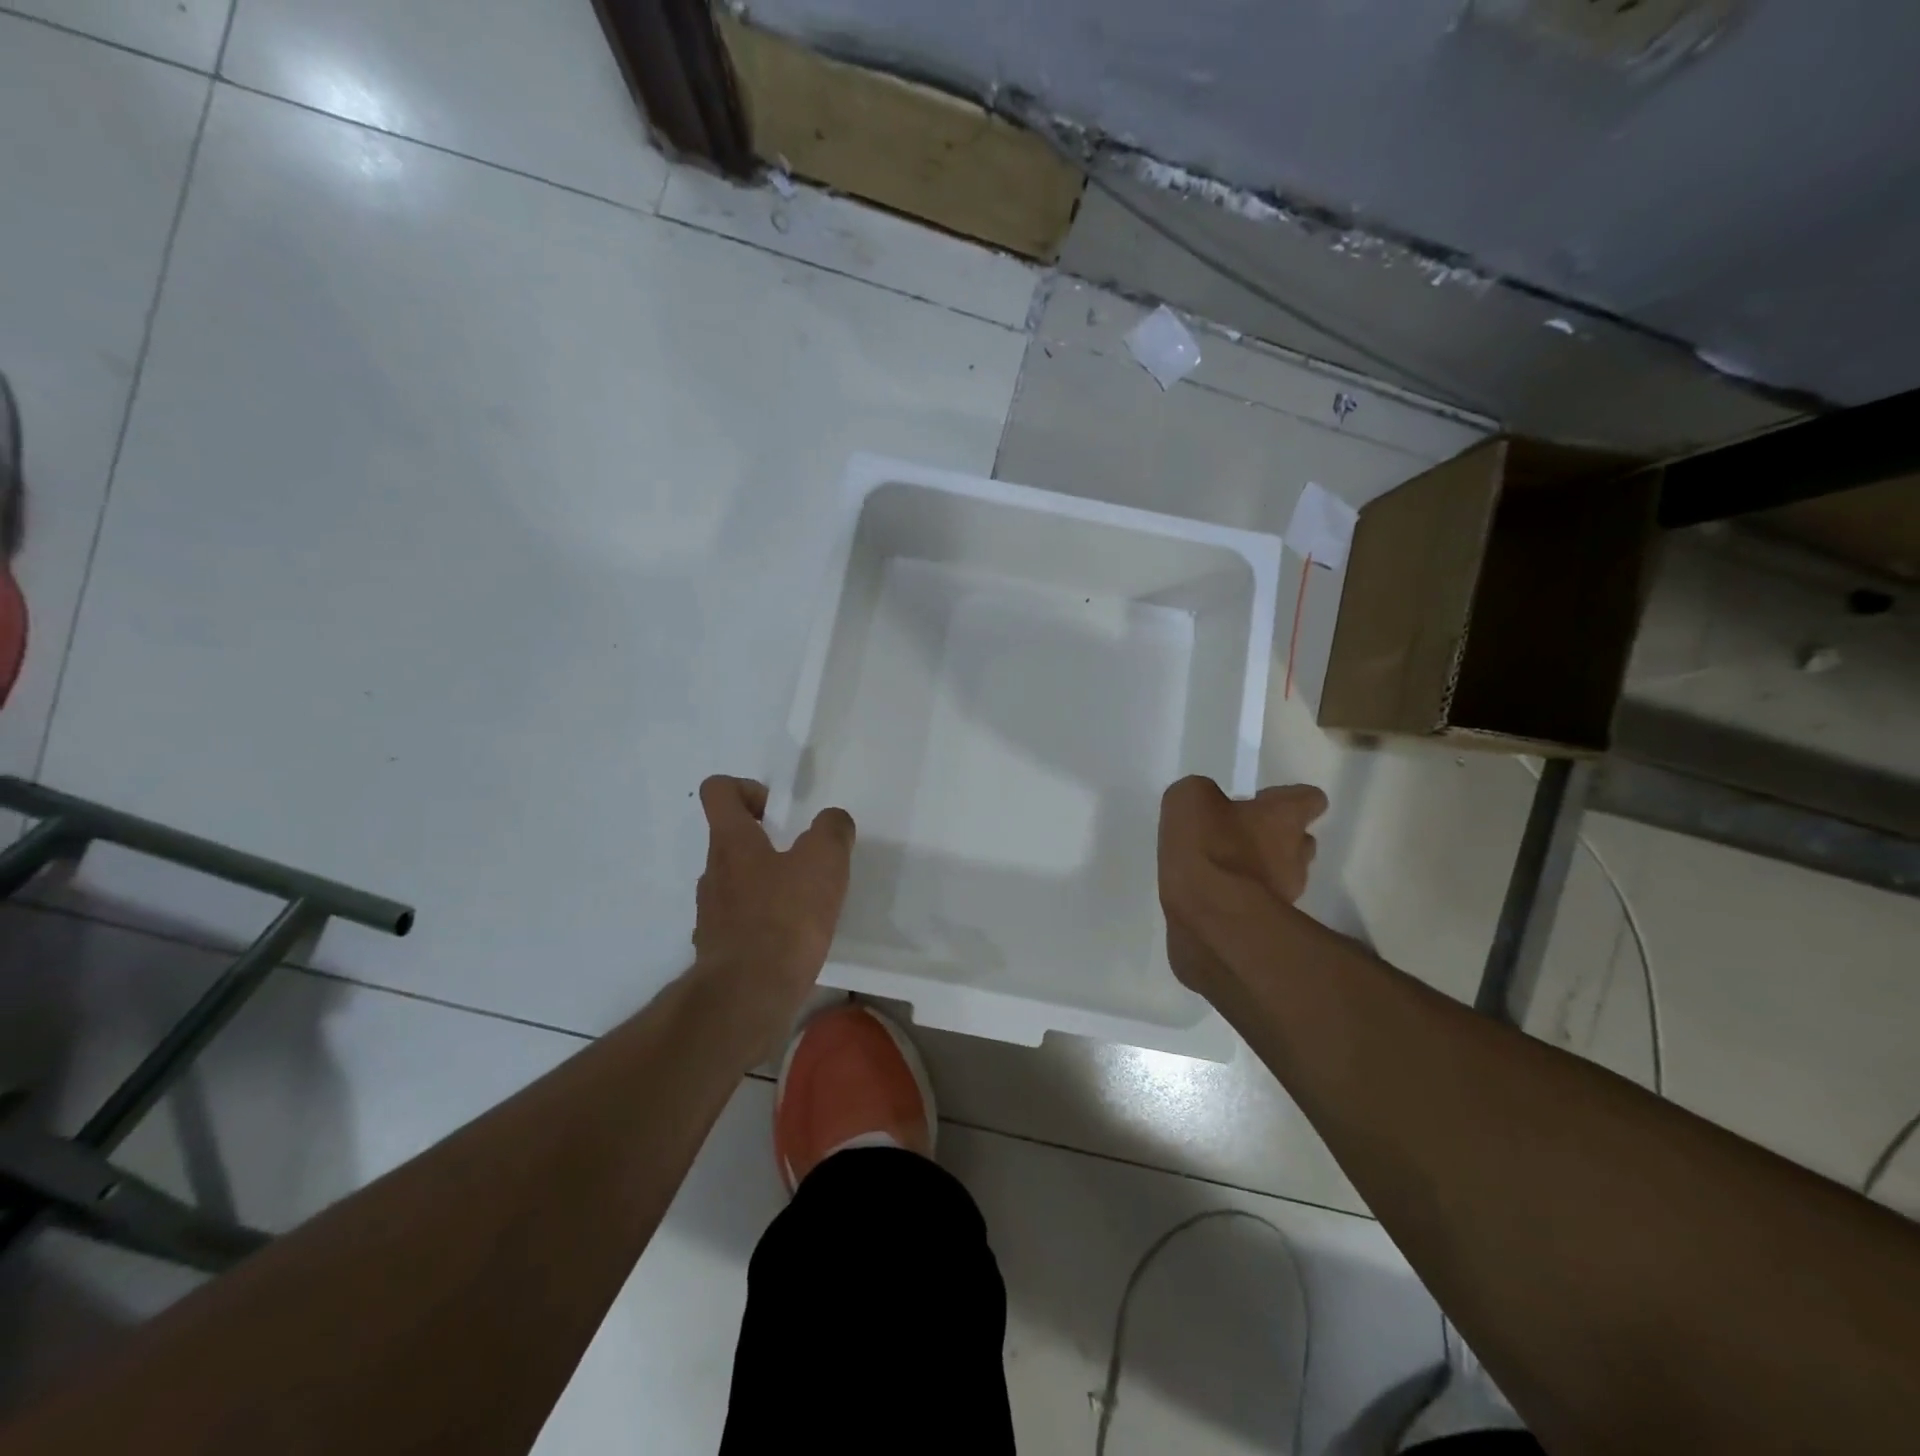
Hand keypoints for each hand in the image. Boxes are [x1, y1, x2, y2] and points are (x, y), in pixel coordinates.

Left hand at [692, 776, 854, 1049]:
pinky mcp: (719, 948)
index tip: (778, 811)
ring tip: (804, 900)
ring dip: (766, 881)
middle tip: (804, 857)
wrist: (748, 995)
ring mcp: (710, 912)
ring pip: (736, 880)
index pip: (719, 791)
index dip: (747, 788)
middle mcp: (713, 872)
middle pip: (730, 837)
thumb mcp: (824, 862)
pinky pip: (740, 919)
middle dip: (766, 840)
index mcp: (731, 842)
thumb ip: (832, 831)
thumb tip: (832, 821)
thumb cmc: (785, 918)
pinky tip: (793, 936)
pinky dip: (764, 919)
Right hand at [1158, 776, 1326, 999]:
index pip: (1311, 799)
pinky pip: (1262, 901)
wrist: (1211, 915)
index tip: (1263, 801)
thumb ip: (1202, 793)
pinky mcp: (1268, 923)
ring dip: (1263, 868)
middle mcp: (1296, 852)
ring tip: (1226, 868)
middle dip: (1276, 836)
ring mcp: (1288, 892)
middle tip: (1241, 834)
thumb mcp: (1189, 799)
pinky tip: (1215, 894)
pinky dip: (1245, 896)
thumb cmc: (1207, 846)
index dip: (1288, 798)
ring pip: (1284, 872)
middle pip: (1300, 839)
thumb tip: (1205, 802)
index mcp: (1284, 816)